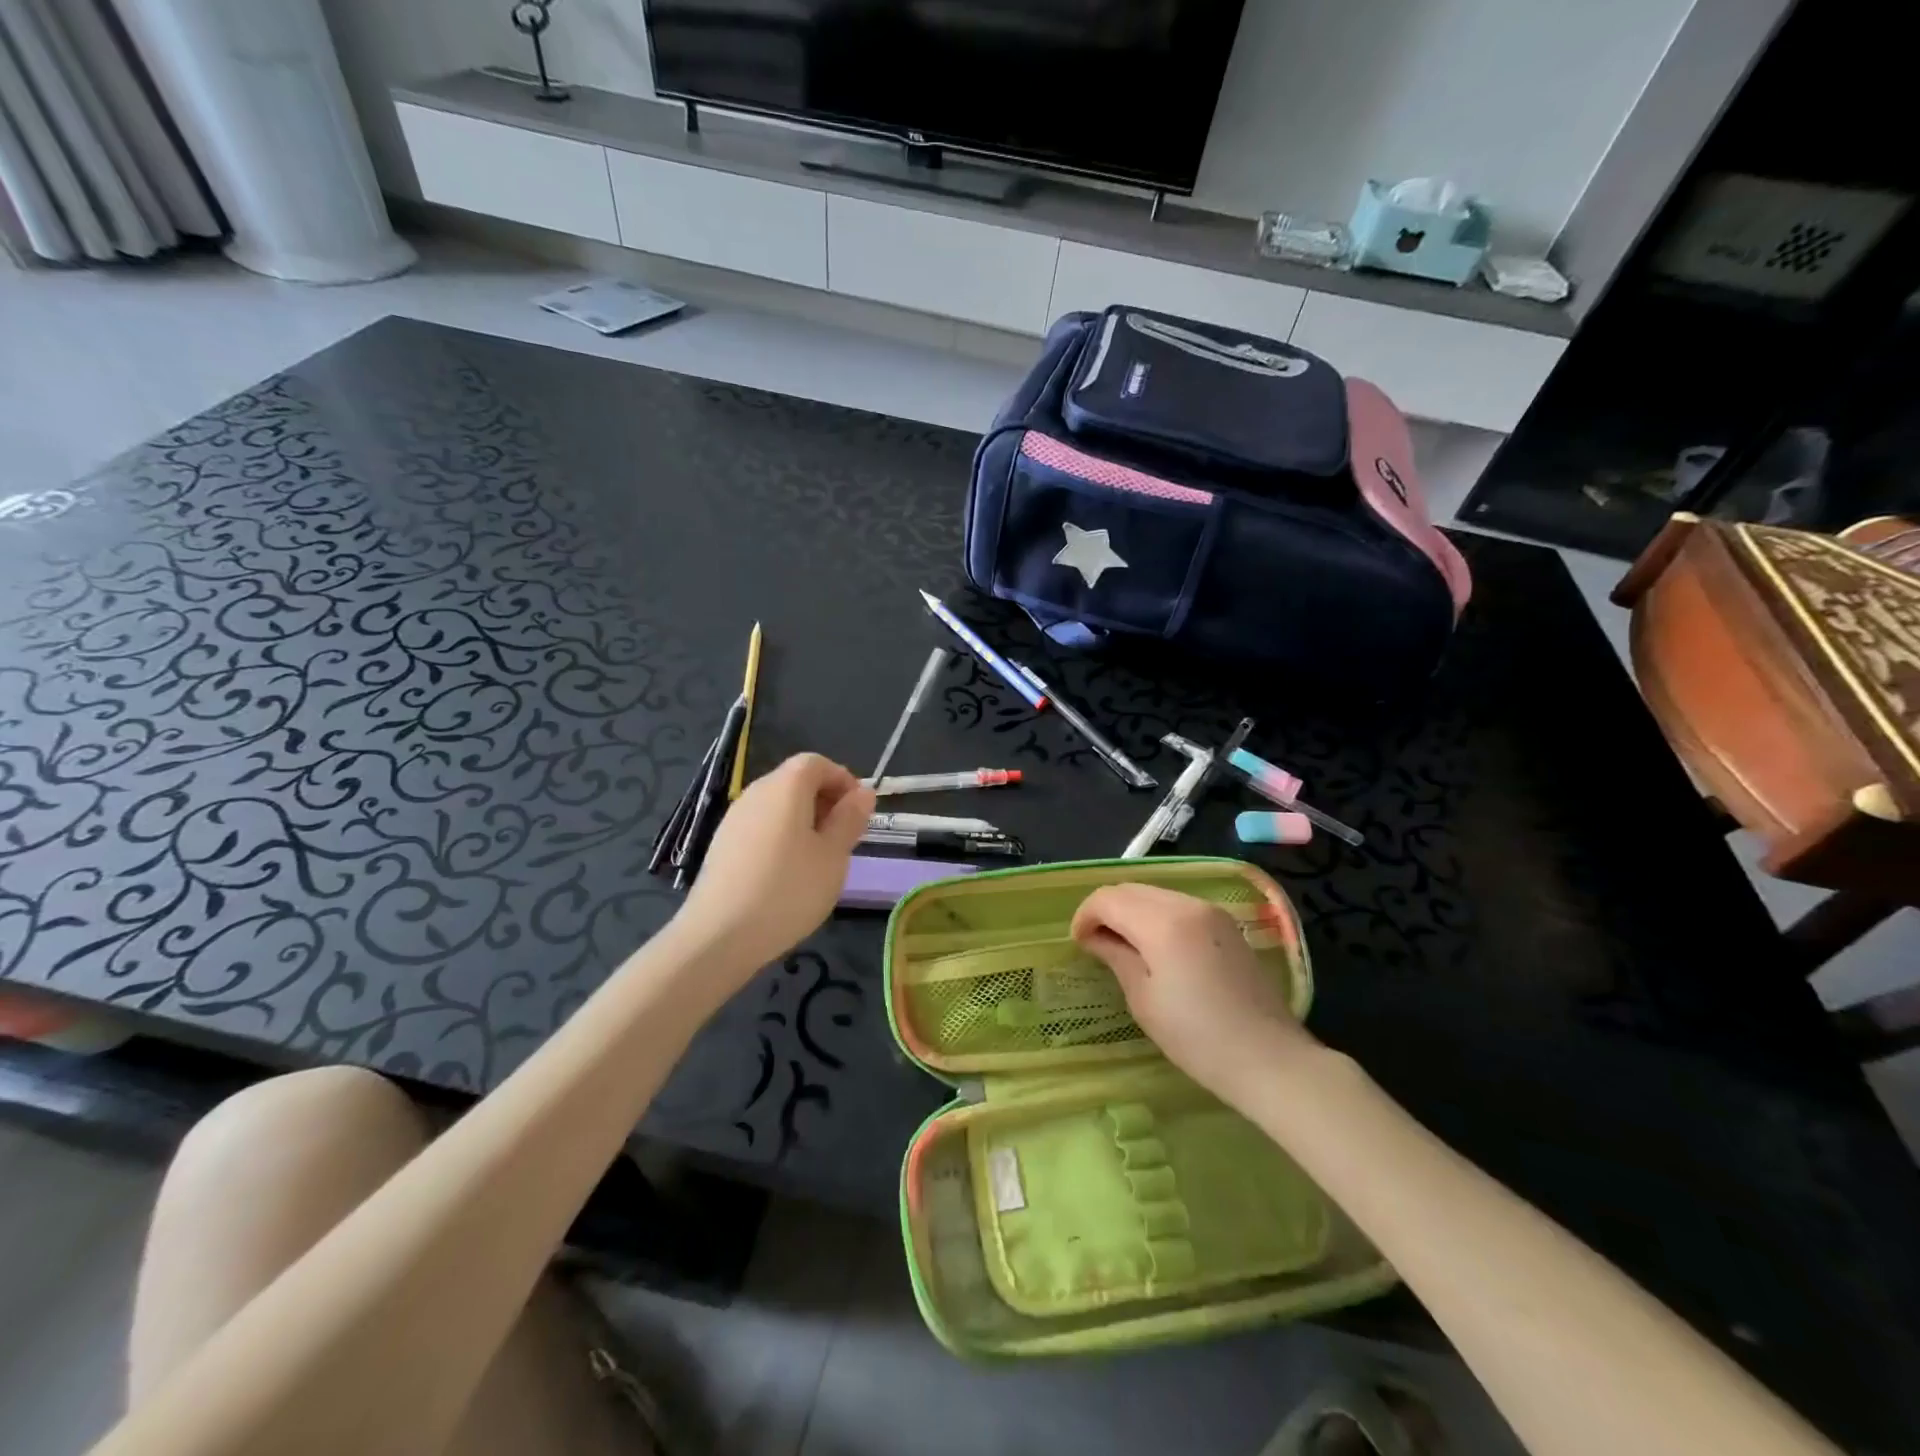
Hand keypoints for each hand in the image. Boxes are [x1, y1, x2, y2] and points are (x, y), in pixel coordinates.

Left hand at [674, 753, 873, 984]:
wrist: (719, 936)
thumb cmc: (788, 890)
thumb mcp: (833, 855)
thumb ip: (849, 819)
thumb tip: (862, 792)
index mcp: (785, 786)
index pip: (816, 762)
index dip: (842, 779)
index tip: (858, 812)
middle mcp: (756, 793)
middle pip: (795, 781)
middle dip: (825, 801)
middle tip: (843, 838)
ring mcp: (734, 819)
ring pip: (777, 806)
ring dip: (803, 821)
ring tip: (819, 859)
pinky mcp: (722, 845)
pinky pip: (760, 827)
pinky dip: (781, 837)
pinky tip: (787, 874)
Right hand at [1071, 883, 1316, 1104]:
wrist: (1268, 1059)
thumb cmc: (1197, 1037)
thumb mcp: (1143, 999)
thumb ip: (1115, 956)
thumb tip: (1094, 937)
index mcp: (1163, 922)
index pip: (1109, 898)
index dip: (1085, 916)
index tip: (1078, 943)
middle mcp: (1187, 904)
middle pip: (1131, 889)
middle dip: (1106, 910)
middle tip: (1095, 944)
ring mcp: (1211, 911)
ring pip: (1155, 894)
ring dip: (1131, 911)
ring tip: (1123, 947)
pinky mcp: (1226, 924)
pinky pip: (1178, 905)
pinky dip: (1156, 916)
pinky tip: (1156, 948)